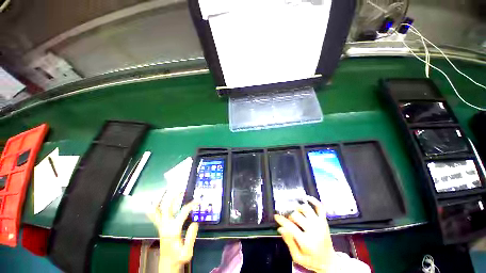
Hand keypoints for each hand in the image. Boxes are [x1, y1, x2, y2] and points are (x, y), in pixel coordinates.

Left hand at [148, 191, 198, 272]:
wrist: (167, 264)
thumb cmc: (178, 258)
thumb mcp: (188, 251)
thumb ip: (191, 237)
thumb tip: (195, 222)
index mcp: (173, 230)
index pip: (183, 212)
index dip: (191, 204)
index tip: (198, 201)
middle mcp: (165, 226)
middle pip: (166, 207)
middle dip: (173, 196)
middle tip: (180, 189)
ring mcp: (161, 226)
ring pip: (156, 210)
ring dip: (160, 199)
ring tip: (166, 190)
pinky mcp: (160, 226)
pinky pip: (154, 214)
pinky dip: (154, 206)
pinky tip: (157, 200)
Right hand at [274, 196, 334, 272]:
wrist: (329, 263)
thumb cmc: (311, 260)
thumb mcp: (297, 257)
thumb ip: (289, 242)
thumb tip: (281, 228)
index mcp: (306, 242)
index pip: (290, 226)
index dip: (281, 220)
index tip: (276, 216)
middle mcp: (314, 230)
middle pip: (296, 215)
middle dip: (289, 217)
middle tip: (288, 221)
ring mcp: (320, 224)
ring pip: (306, 208)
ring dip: (298, 209)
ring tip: (296, 214)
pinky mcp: (324, 221)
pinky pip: (320, 207)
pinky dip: (313, 200)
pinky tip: (306, 197)